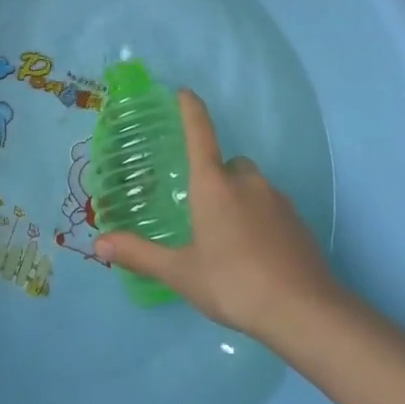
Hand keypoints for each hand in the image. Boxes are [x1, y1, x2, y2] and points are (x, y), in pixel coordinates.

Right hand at [95, 89, 341, 340]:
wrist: (305, 311)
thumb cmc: (234, 283)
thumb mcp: (181, 273)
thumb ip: (140, 255)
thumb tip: (99, 243)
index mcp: (214, 185)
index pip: (200, 133)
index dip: (191, 110)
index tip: (184, 92)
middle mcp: (247, 183)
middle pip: (229, 164)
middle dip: (216, 175)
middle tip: (201, 207)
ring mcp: (278, 201)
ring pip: (253, 187)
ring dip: (239, 199)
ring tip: (227, 238)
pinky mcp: (299, 223)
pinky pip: (272, 209)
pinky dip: (260, 220)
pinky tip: (255, 254)